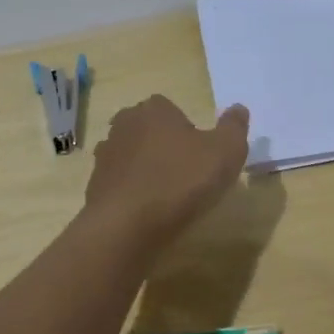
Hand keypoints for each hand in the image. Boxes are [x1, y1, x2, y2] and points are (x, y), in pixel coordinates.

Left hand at [86, 96, 250, 242]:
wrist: (126, 225)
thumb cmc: (180, 181)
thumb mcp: (225, 152)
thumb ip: (234, 127)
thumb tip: (238, 108)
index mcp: (154, 109)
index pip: (171, 109)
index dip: (187, 131)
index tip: (200, 155)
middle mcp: (124, 124)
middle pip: (149, 131)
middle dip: (164, 147)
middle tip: (185, 175)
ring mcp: (105, 155)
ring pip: (132, 156)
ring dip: (146, 170)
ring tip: (166, 196)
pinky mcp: (94, 185)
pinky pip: (120, 183)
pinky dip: (132, 192)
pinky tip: (146, 212)